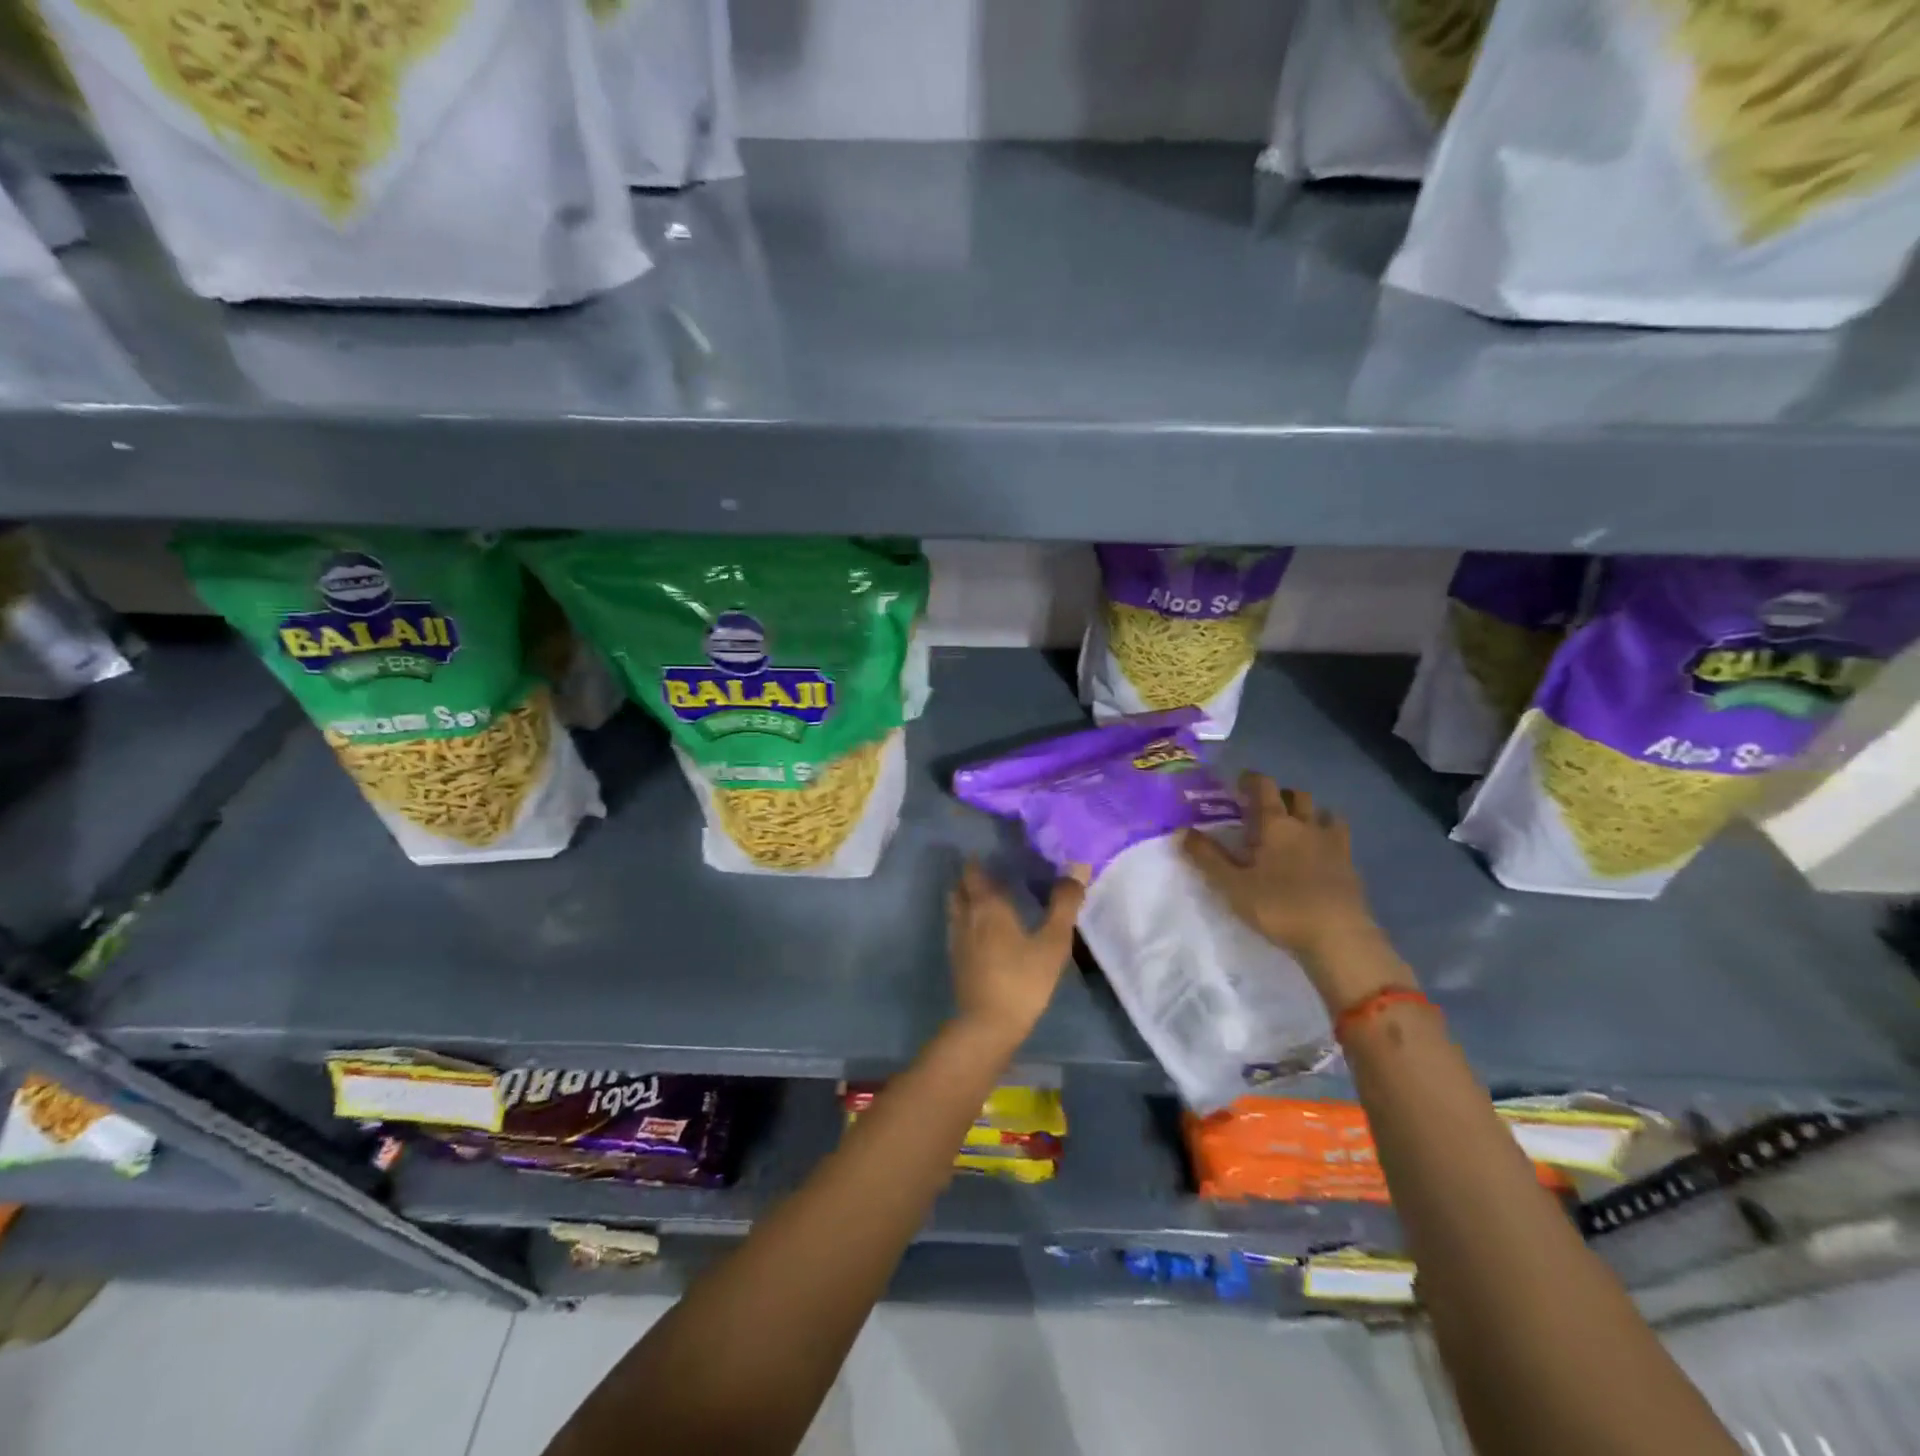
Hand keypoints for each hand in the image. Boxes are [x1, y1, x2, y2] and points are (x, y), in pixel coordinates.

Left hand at [947, 861, 1086, 1047]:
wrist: (988, 1025)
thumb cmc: (1023, 979)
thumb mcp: (1053, 942)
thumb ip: (1064, 904)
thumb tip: (1077, 867)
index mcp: (987, 905)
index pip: (974, 870)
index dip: (980, 858)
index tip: (996, 851)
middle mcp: (966, 915)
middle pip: (961, 886)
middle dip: (973, 876)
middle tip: (995, 871)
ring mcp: (957, 938)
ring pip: (956, 906)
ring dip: (968, 896)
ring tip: (990, 897)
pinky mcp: (956, 959)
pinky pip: (958, 926)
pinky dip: (967, 918)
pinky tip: (984, 929)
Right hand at [1182, 775, 1412, 1012]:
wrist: (1338, 937)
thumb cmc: (1279, 906)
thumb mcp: (1232, 885)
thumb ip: (1207, 857)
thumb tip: (1182, 831)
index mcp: (1276, 825)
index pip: (1264, 788)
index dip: (1252, 780)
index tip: (1240, 781)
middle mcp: (1307, 826)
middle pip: (1298, 795)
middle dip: (1282, 794)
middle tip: (1266, 806)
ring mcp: (1334, 845)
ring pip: (1326, 814)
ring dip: (1311, 813)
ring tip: (1298, 826)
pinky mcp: (1352, 867)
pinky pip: (1341, 839)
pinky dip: (1329, 837)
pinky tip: (1321, 853)